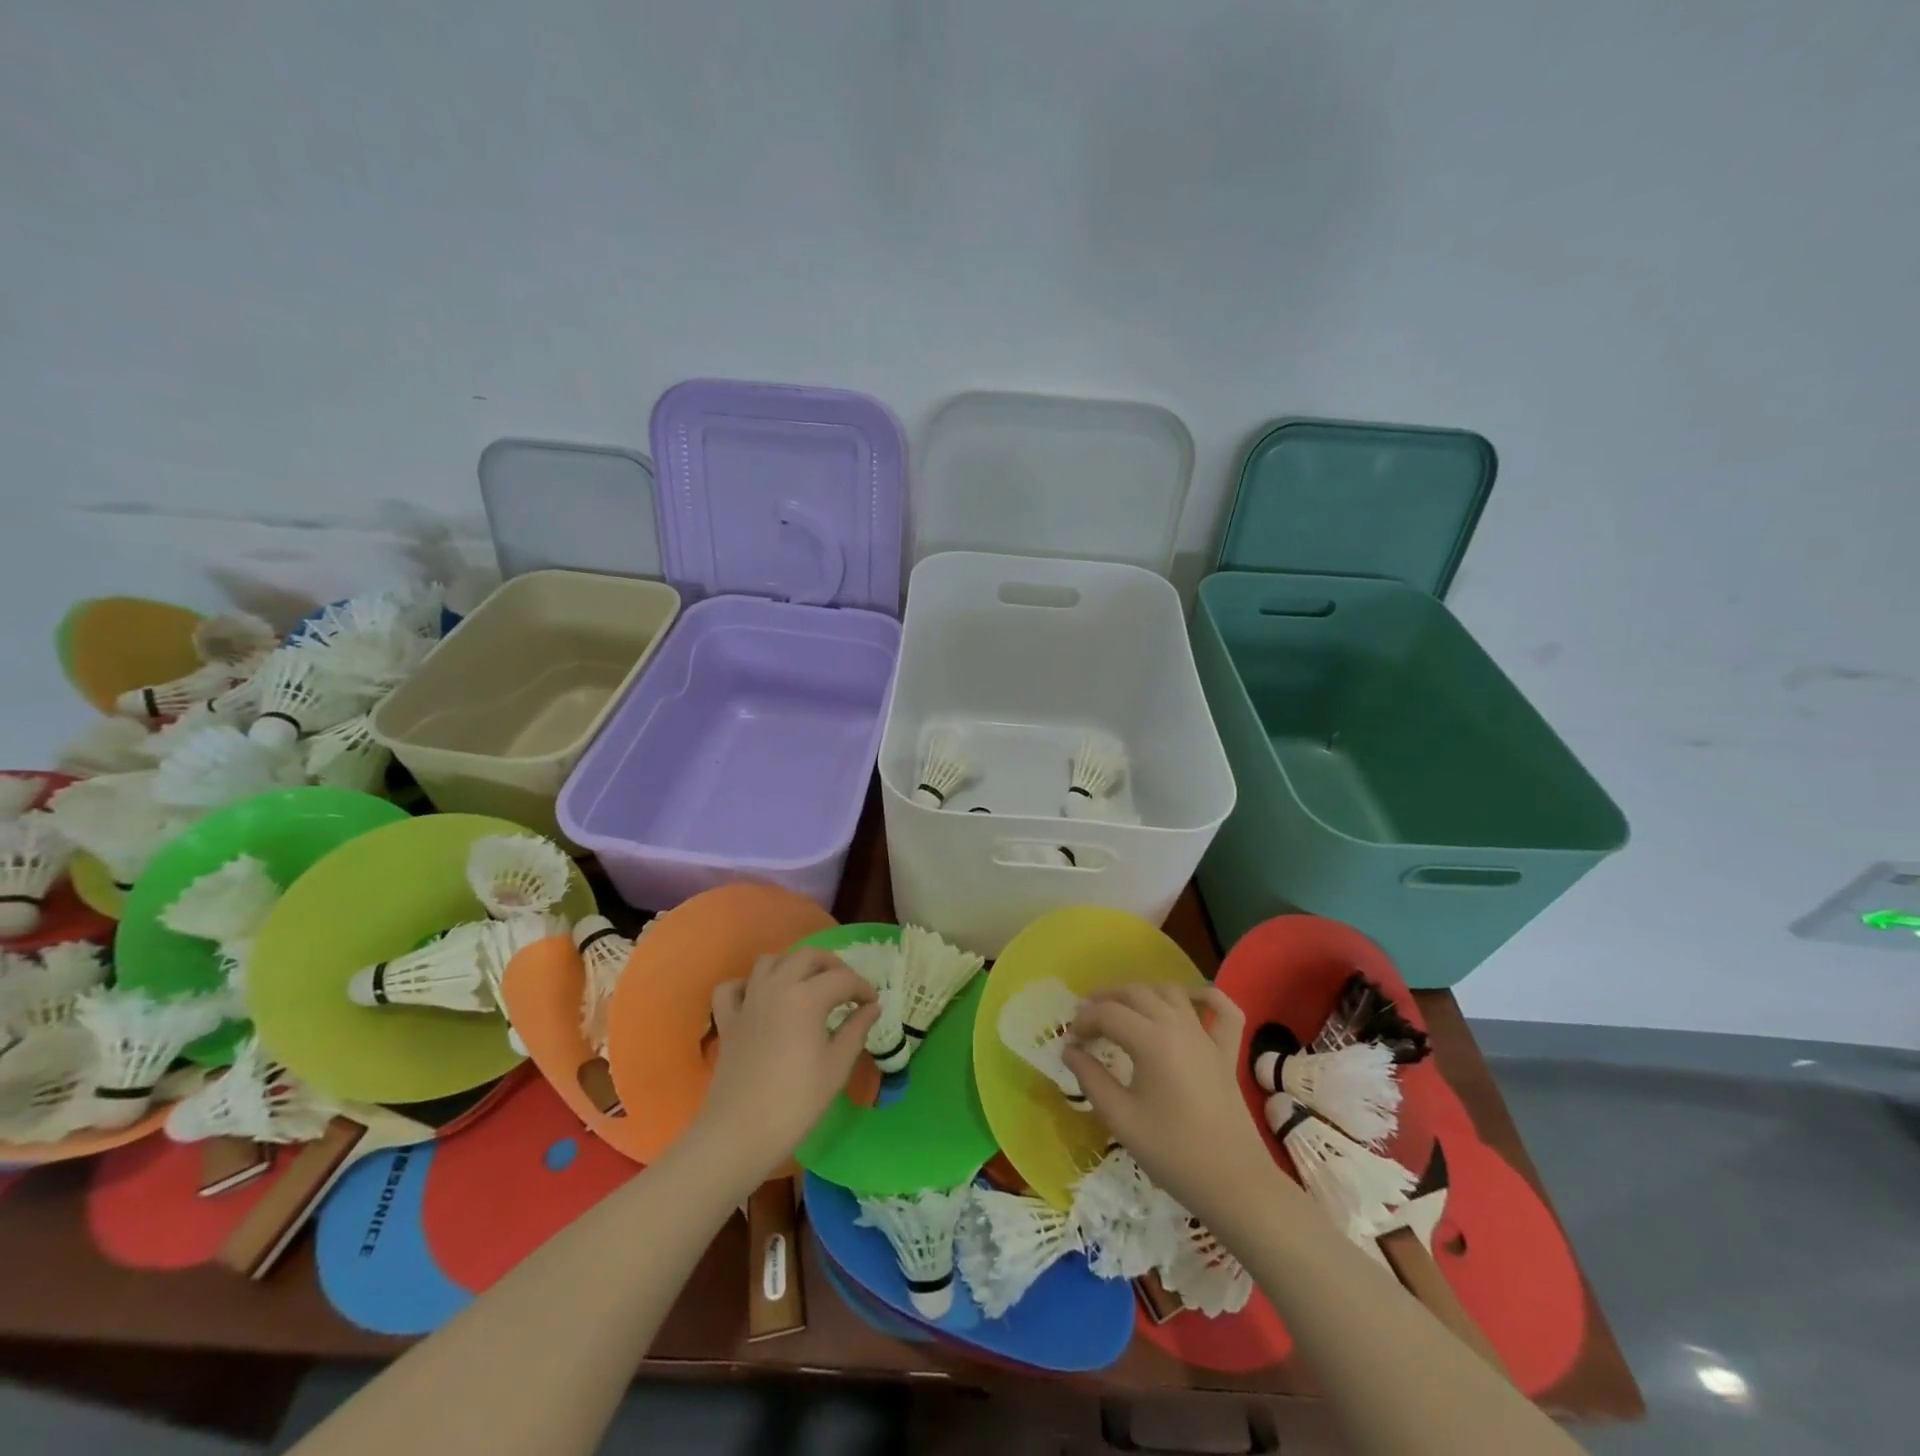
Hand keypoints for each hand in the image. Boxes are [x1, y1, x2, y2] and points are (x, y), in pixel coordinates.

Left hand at [688, 950, 879, 1189]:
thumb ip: (856, 1030)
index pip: (842, 979)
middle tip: (846, 988)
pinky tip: (760, 999)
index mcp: (807, 997)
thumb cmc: (796, 1102)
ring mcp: (748, 1001)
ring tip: (808, 986)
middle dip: (832, 965)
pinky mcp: (727, 1021)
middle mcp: (776, 987)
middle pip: (807, 956)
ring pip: (770, 961)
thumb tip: (872, 1008)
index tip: (872, 1004)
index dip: (862, 988)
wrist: (740, 1133)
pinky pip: (732, 988)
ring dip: (792, 965)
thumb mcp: (837, 1067)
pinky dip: (747, 985)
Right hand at [1062, 984, 1276, 1228]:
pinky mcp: (1227, 1052)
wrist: (1234, 1184)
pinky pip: (1223, 1010)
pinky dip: (1205, 996)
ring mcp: (1207, 1036)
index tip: (1070, 1042)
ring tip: (1123, 1011)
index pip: (1107, 1014)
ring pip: (1170, 992)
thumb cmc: (1172, 1153)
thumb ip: (1091, 1078)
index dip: (1083, 1022)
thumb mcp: (1120, 1118)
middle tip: (1086, 1023)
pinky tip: (1187, 1001)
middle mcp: (1178, 1026)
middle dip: (1105, 1001)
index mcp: (1151, 1041)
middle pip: (1135, 993)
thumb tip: (1070, 1051)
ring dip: (1142, 994)